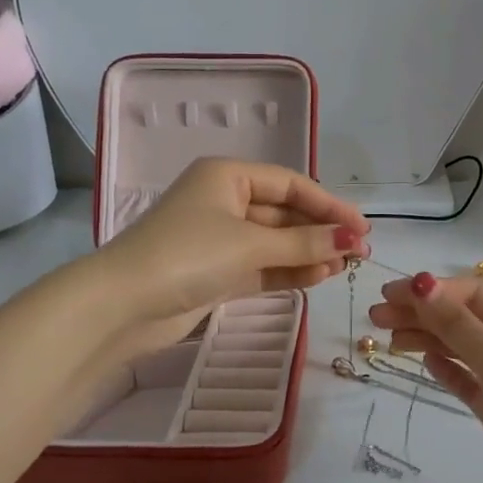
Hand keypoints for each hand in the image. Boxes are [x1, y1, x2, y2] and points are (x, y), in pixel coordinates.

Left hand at [90, 158, 368, 350]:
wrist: (120, 306)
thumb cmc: (187, 255)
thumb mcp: (250, 244)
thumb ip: (304, 243)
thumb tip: (352, 239)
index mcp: (228, 176)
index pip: (291, 183)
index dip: (329, 204)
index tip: (362, 227)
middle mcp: (224, 201)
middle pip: (284, 213)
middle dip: (320, 232)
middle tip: (360, 252)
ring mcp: (218, 239)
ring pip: (275, 242)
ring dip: (309, 253)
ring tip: (345, 267)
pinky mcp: (215, 272)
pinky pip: (262, 265)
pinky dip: (288, 271)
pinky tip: (319, 277)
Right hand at [368, 273, 482, 482]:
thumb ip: (456, 323)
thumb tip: (419, 283)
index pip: (472, 292)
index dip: (429, 291)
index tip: (388, 295)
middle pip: (464, 317)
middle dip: (422, 314)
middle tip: (375, 317)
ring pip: (463, 346)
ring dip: (428, 339)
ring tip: (388, 339)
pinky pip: (470, 377)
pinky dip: (448, 368)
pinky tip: (425, 362)